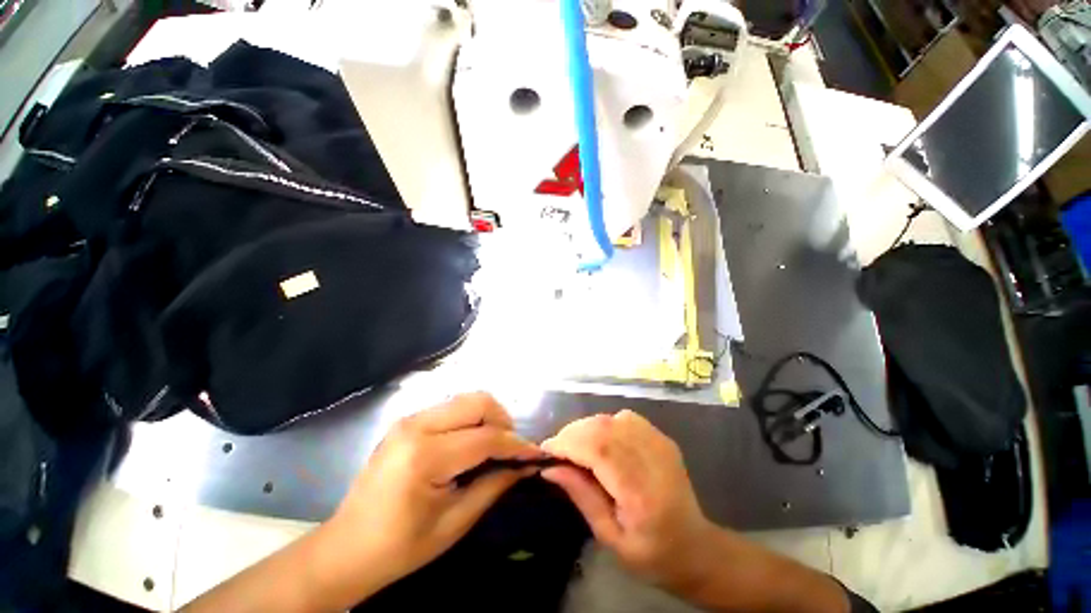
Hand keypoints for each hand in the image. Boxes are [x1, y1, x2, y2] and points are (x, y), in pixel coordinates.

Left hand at [318, 393, 542, 600]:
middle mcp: (417, 426)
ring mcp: (409, 419)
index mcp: (425, 456)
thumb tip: (527, 465)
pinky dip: (470, 419)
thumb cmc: (399, 547)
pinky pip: (451, 407)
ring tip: (494, 445)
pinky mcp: (407, 421)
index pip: (486, 437)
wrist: (345, 549)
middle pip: (478, 401)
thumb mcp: (454, 523)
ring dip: (488, 417)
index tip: (536, 453)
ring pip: (466, 399)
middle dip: (503, 421)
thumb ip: (494, 486)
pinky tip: (471, 443)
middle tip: (511, 448)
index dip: (516, 445)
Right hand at [540, 410, 716, 591]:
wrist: (696, 548)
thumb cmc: (652, 554)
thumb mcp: (610, 538)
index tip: (546, 450)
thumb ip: (582, 497)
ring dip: (587, 427)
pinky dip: (605, 424)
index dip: (568, 443)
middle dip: (573, 433)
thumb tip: (550, 468)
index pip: (598, 450)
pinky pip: (625, 417)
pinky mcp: (662, 437)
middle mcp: (653, 459)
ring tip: (575, 446)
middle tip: (557, 449)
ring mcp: (660, 443)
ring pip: (611, 418)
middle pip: (603, 428)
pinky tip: (601, 442)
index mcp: (641, 492)